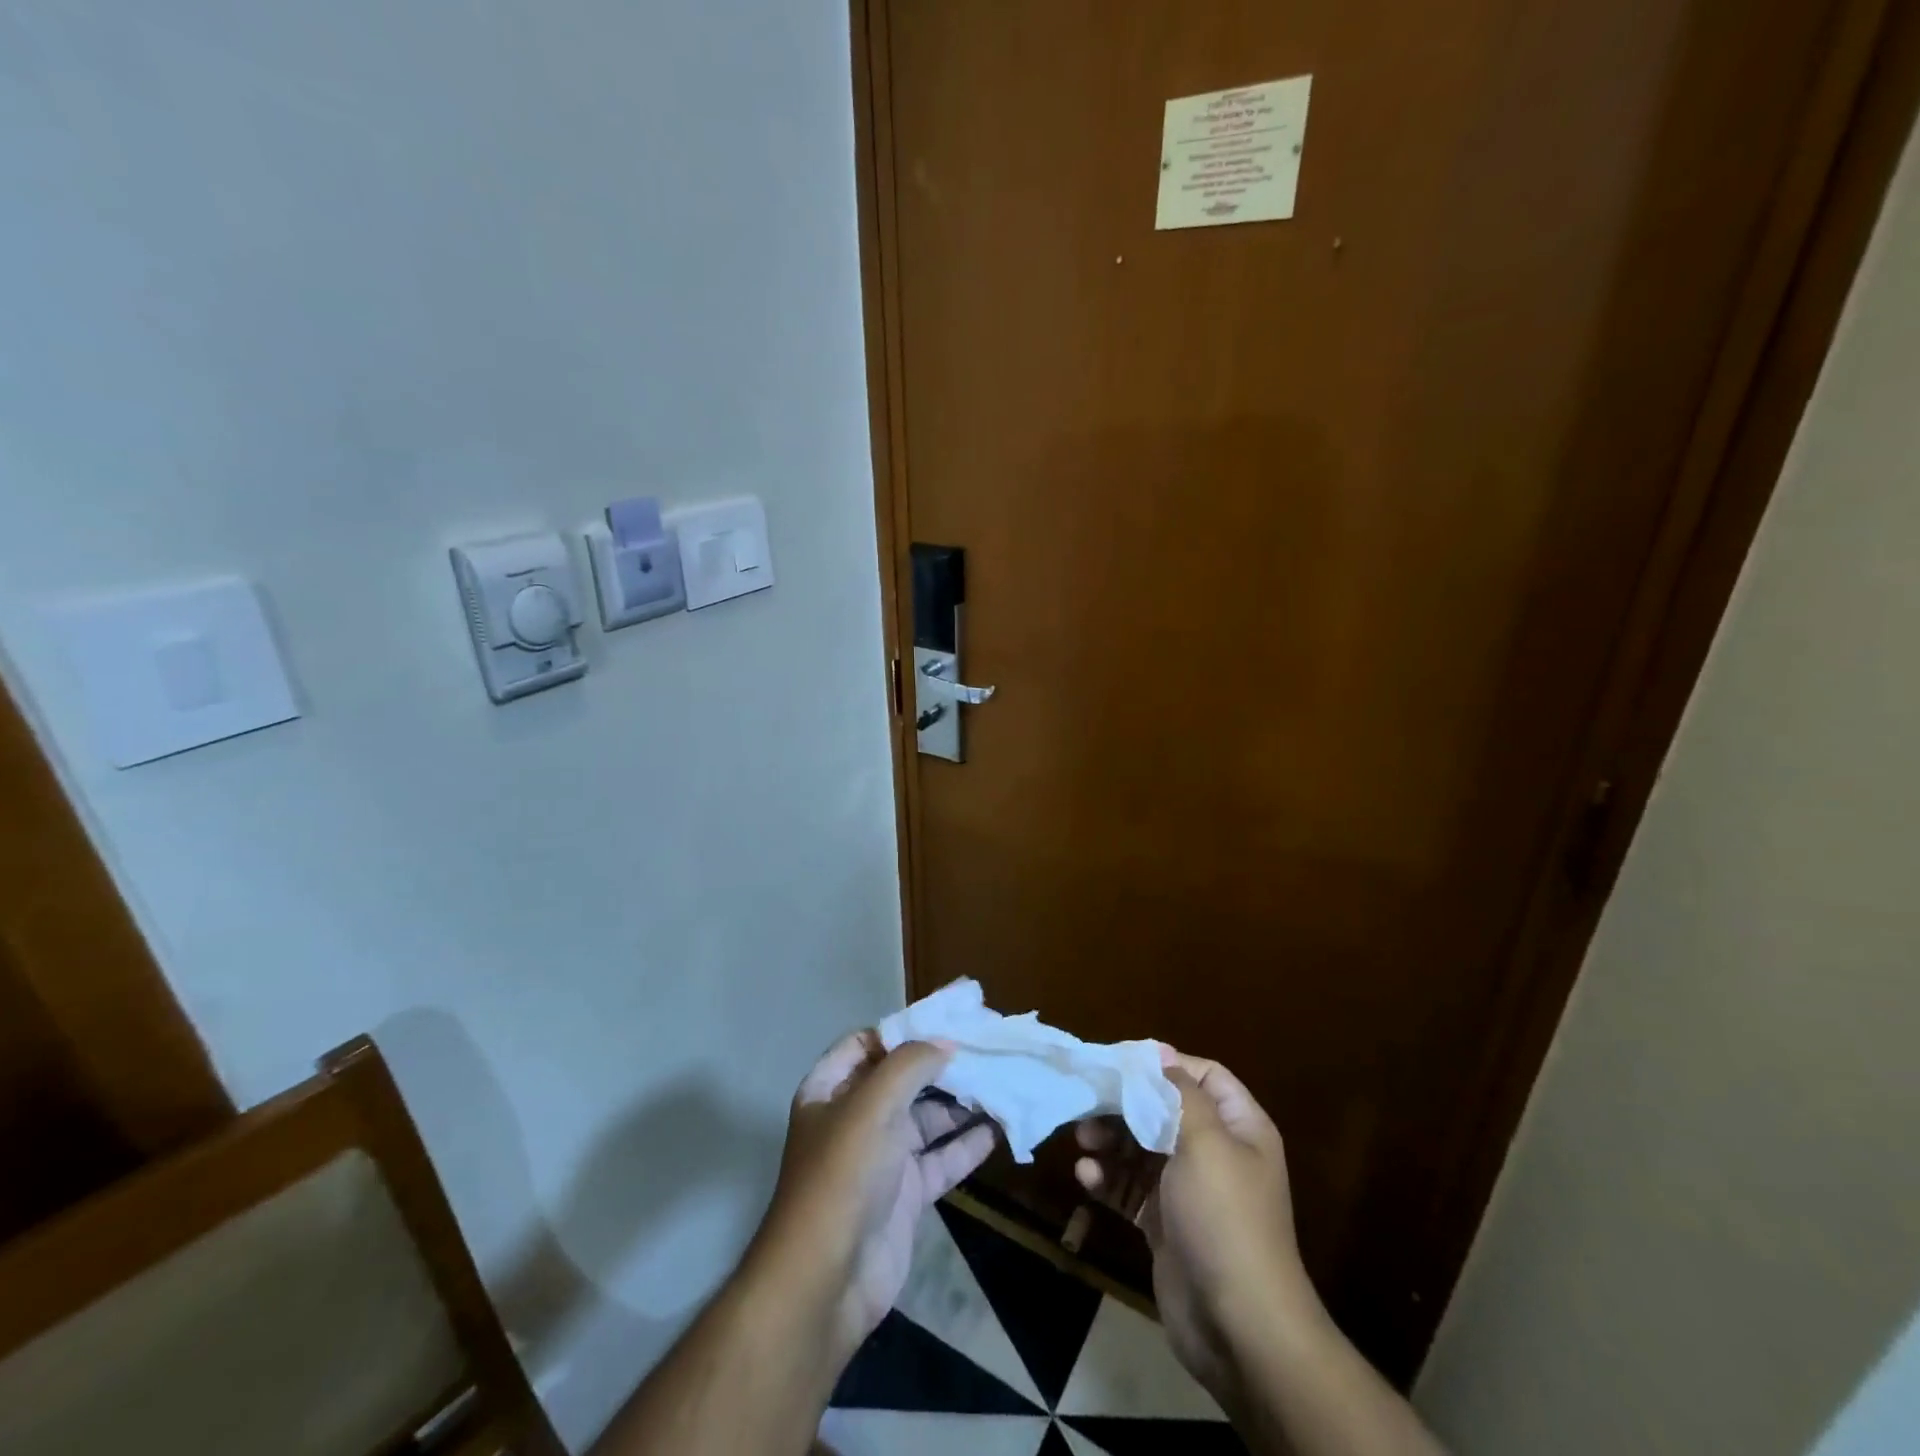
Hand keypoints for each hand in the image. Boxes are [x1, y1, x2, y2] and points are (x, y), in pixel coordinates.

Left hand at [757, 1031, 996, 1361]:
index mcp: (831, 1089)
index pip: (866, 1044)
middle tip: (984, 1047)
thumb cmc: (843, 1176)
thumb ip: (910, 1064)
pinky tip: (997, 1128)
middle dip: (940, 1064)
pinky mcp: (906, 1194)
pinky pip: (940, 1159)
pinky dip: (966, 1144)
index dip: (902, 1030)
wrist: (827, 1281)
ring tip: (999, 1081)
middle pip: (901, 1079)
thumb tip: (946, 1043)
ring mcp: (881, 1158)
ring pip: (926, 1119)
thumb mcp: (872, 1105)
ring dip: (959, 1103)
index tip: (945, 1020)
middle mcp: (855, 1118)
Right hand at [1075, 1048, 1321, 1398]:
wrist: (1239, 1328)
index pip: (1201, 1075)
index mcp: (1238, 1127)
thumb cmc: (1225, 1219)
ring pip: (1140, 1147)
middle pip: (1162, 1109)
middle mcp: (1215, 1152)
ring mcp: (1188, 1189)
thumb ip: (1179, 1092)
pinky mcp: (1164, 1222)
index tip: (1118, 1064)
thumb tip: (1159, 1051)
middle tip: (1087, 1103)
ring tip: (1082, 1141)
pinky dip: (1107, 1178)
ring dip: (1109, 1140)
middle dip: (1123, 1104)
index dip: (1162, 1065)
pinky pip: (1130, 1186)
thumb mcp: (1206, 1143)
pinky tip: (1086, 1178)